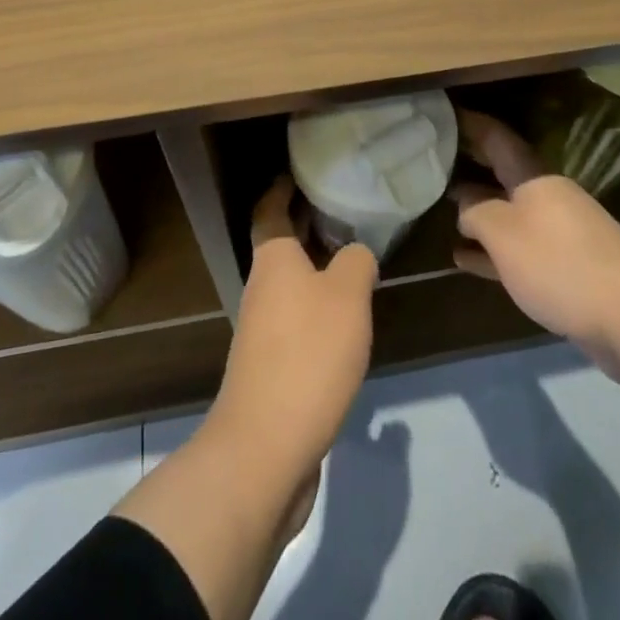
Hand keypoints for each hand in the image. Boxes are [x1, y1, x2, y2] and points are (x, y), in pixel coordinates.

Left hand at [207, 177, 376, 471]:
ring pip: (291, 284)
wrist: (265, 448)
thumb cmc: (307, 354)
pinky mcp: (272, 368)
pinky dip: (318, 307)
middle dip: (305, 225)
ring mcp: (263, 331)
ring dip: (315, 268)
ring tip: (353, 258)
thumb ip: (356, 262)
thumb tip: (356, 254)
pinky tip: (345, 318)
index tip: (299, 171)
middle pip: (281, 245)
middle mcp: (262, 288)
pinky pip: (296, 320)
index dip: (282, 188)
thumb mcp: (347, 295)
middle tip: (341, 207)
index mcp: (273, 260)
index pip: (270, 210)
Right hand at [451, 109, 619, 388]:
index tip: (446, 113)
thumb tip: (465, 207)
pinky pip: (520, 250)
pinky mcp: (566, 268)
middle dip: (472, 165)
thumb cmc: (559, 264)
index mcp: (534, 178)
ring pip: (510, 213)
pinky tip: (465, 260)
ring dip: (479, 213)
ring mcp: (559, 232)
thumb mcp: (504, 235)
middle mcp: (547, 196)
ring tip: (444, 211)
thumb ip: (477, 214)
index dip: (471, 123)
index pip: (497, 138)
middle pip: (503, 174)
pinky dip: (493, 252)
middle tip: (435, 158)